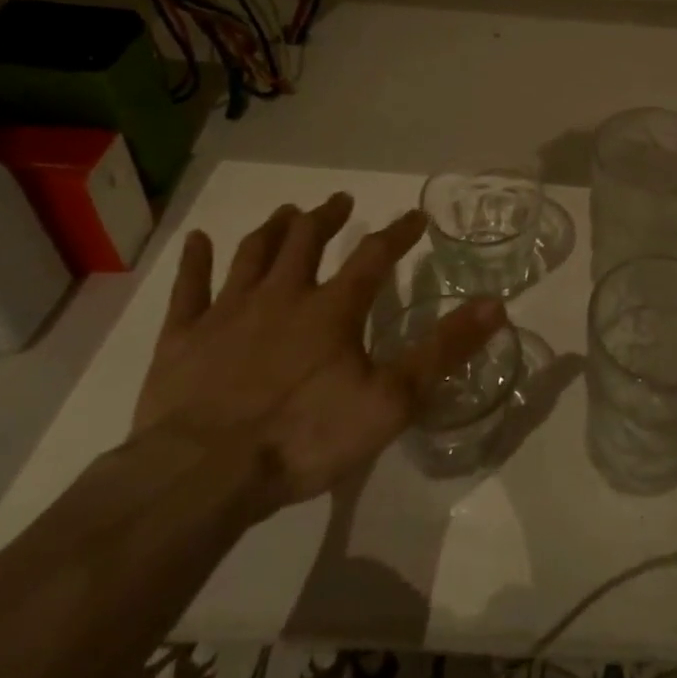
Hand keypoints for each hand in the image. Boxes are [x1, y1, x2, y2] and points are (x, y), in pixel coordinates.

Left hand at [133, 194, 504, 510]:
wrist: (203, 475)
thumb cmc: (304, 437)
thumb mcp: (391, 400)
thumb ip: (443, 350)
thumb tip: (494, 305)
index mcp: (332, 309)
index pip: (374, 256)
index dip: (398, 233)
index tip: (416, 216)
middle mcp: (281, 296)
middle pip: (306, 240)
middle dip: (327, 217)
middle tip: (340, 202)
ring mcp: (227, 313)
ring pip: (252, 254)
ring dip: (273, 229)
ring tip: (287, 212)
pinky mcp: (182, 338)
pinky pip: (188, 289)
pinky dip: (194, 261)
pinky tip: (198, 241)